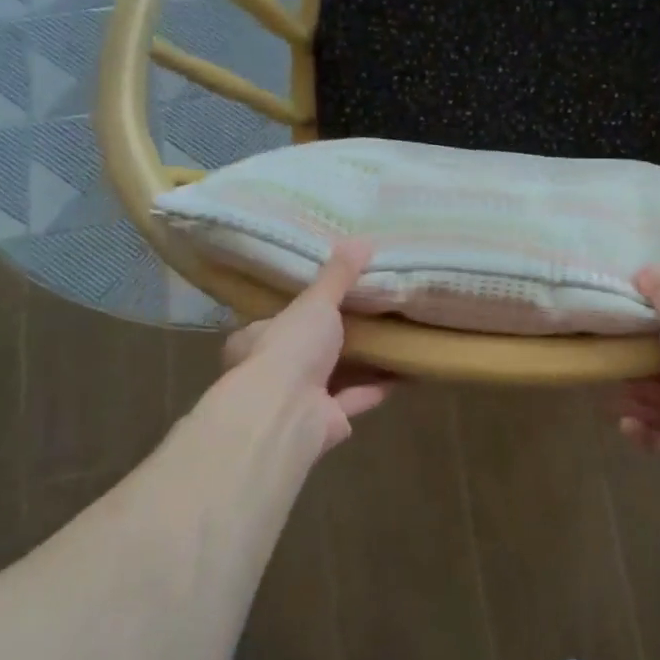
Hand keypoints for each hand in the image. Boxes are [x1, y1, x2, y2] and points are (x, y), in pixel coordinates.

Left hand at [220, 239, 397, 452]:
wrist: (286, 413)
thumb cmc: (289, 349)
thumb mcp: (315, 302)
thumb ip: (338, 275)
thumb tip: (363, 238)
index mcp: (255, 340)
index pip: (276, 322)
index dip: (301, 311)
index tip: (330, 298)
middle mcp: (273, 373)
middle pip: (307, 351)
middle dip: (336, 338)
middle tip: (369, 315)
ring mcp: (299, 400)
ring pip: (334, 376)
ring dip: (360, 363)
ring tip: (392, 339)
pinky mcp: (325, 421)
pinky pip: (356, 398)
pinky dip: (377, 386)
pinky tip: (403, 370)